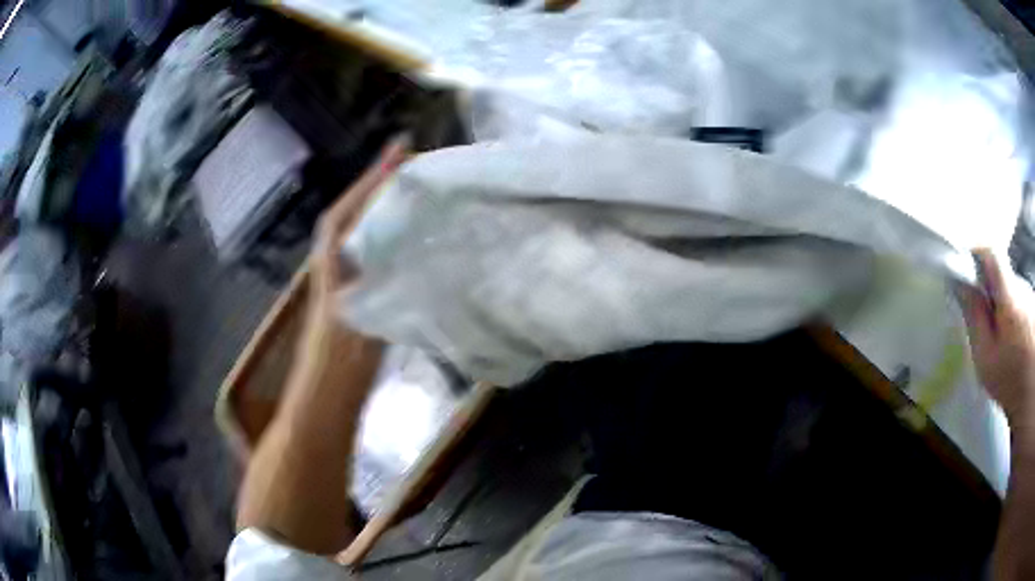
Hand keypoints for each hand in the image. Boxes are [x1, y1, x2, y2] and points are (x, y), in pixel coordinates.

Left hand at [288, 138, 407, 402]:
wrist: (322, 402)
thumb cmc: (335, 371)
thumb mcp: (355, 328)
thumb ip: (370, 293)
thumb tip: (395, 253)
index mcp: (331, 268)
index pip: (345, 214)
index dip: (369, 181)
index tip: (399, 148)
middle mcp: (335, 266)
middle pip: (354, 216)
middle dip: (378, 185)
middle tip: (414, 160)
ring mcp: (346, 281)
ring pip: (363, 233)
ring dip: (384, 206)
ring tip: (416, 186)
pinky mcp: (358, 297)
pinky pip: (374, 255)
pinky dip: (390, 236)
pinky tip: (413, 235)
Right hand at [960, 249, 1034, 428]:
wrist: (1029, 396)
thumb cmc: (1007, 380)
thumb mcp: (985, 356)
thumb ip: (974, 315)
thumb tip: (960, 282)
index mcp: (1009, 297)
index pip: (991, 253)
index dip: (976, 253)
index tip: (964, 267)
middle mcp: (1021, 286)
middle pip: (1001, 272)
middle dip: (988, 286)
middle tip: (980, 315)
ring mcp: (1029, 294)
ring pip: (1010, 286)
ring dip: (1001, 301)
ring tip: (998, 333)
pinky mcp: (1032, 304)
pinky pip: (1018, 297)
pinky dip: (1011, 310)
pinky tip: (1011, 336)